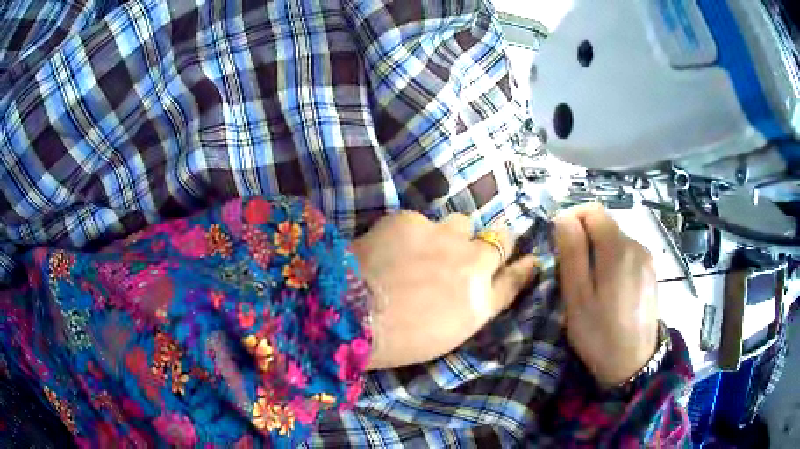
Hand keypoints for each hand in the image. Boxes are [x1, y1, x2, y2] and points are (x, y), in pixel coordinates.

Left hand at [352, 212, 539, 369]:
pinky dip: (412, 232)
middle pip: (501, 238)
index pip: (516, 276)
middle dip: (492, 241)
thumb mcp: (450, 332)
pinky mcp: (411, 219)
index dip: (522, 266)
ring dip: (452, 234)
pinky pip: (421, 221)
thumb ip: (476, 304)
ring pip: (461, 223)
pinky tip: (391, 248)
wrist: (351, 315)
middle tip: (469, 249)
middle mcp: (473, 263)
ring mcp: (444, 236)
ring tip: (425, 248)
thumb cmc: (401, 339)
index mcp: (481, 301)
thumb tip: (488, 282)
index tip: (528, 259)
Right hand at [554, 203, 659, 388]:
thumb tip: (564, 218)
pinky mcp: (650, 272)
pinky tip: (608, 290)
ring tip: (589, 285)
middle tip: (570, 272)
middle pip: (605, 225)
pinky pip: (627, 254)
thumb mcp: (577, 296)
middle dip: (584, 239)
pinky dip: (612, 261)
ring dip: (598, 252)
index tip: (559, 242)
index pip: (593, 210)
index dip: (572, 218)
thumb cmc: (599, 334)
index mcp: (618, 249)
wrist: (633, 364)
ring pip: (615, 240)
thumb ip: (572, 252)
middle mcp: (637, 245)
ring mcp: (647, 259)